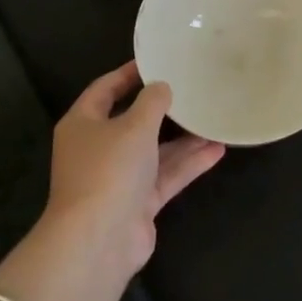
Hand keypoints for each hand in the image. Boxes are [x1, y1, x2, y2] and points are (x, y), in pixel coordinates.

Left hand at [44, 61, 224, 276]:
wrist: (99, 239)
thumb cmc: (110, 169)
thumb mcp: (134, 125)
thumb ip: (152, 102)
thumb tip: (162, 87)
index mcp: (83, 124)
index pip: (105, 89)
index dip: (129, 74)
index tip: (157, 60)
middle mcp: (98, 149)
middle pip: (133, 122)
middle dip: (164, 109)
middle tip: (193, 89)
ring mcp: (118, 178)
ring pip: (155, 151)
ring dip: (184, 139)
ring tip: (215, 119)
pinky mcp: (138, 203)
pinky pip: (166, 176)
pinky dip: (189, 164)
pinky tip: (218, 150)